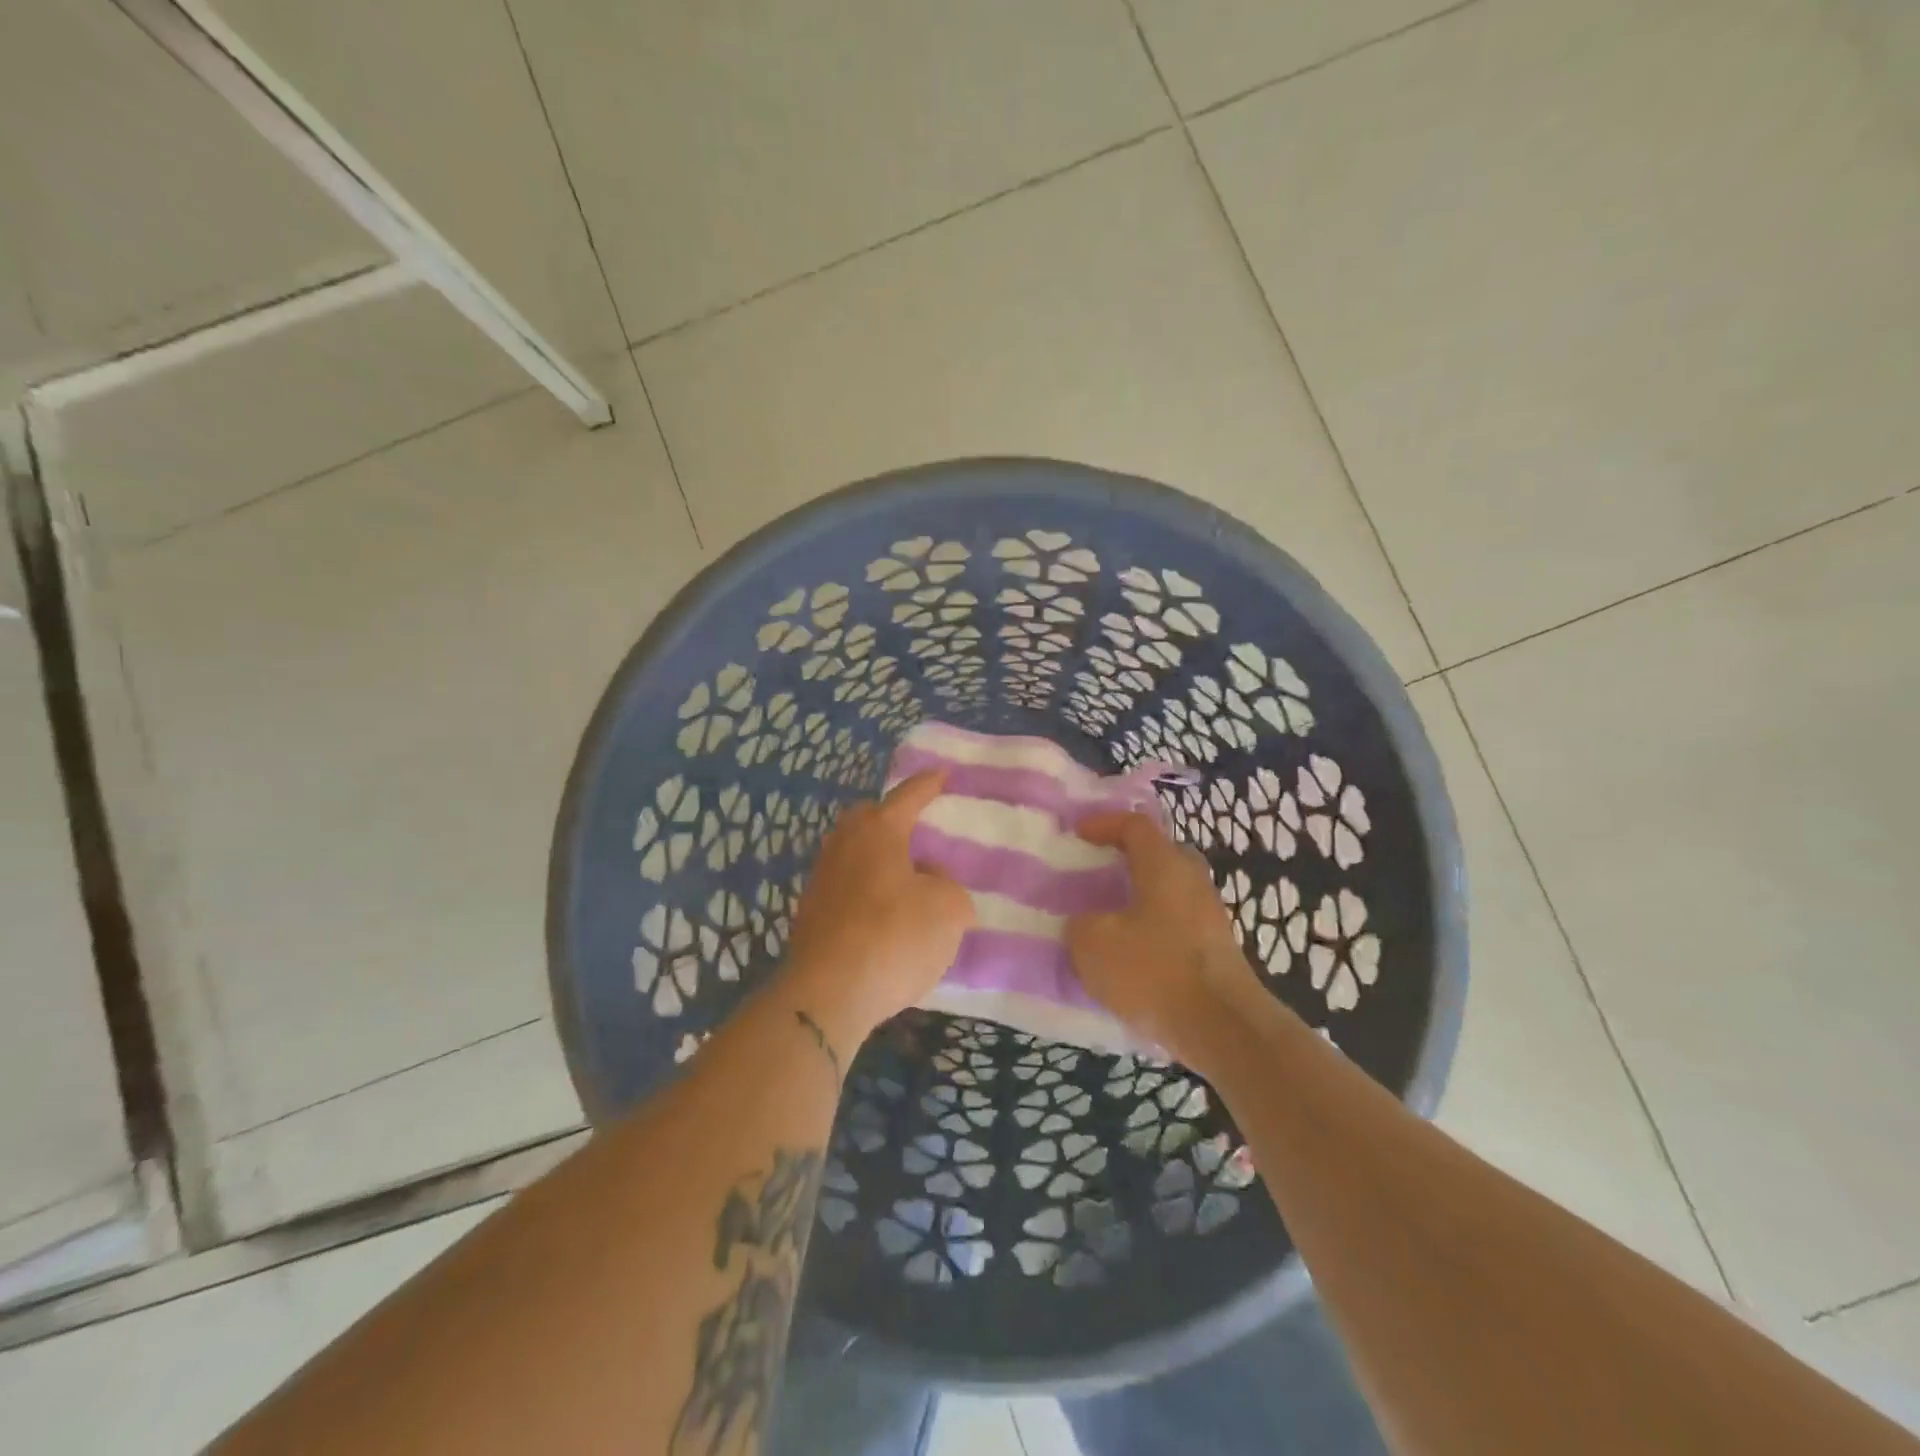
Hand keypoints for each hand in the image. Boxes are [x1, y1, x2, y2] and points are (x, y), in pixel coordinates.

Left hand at [782, 772, 974, 1047]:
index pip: (907, 797)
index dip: (928, 785)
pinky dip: (865, 891)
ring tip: (904, 876)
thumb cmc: (895, 937)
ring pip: (852, 854)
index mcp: (878, 831)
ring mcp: (820, 881)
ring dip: (877, 859)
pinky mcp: (809, 916)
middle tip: (915, 827)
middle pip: (867, 819)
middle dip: (891, 818)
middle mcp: (843, 846)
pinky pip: (844, 888)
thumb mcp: (948, 909)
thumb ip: (947, 885)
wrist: (829, 993)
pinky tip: (882, 914)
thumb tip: (927, 881)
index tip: (943, 773)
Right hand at [1067, 812, 1263, 1068]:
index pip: (1135, 825)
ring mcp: (1210, 917)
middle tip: (1098, 872)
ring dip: (1139, 899)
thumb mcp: (1093, 945)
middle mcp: (1193, 881)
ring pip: (1169, 892)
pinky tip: (1130, 956)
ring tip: (1107, 918)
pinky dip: (1151, 930)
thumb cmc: (1154, 971)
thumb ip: (1080, 925)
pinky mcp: (1216, 951)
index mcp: (1164, 865)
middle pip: (1159, 855)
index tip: (1077, 833)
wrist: (1223, 1028)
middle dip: (1127, 859)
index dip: (1103, 823)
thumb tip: (1085, 924)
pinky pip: (1176, 925)